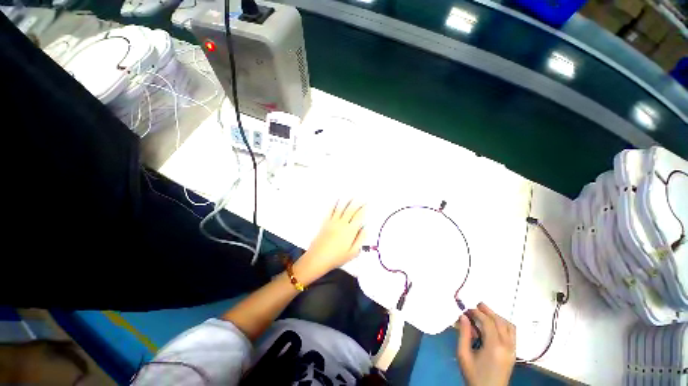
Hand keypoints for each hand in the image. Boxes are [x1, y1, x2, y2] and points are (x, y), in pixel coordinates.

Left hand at [297, 200, 365, 279]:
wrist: (317, 259)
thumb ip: (360, 239)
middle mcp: (342, 224)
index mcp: (350, 231)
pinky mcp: (325, 223)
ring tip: (351, 196)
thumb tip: (366, 228)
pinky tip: (337, 200)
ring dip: (347, 201)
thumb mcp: (352, 252)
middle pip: (351, 210)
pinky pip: (330, 211)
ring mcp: (332, 222)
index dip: (363, 209)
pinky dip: (334, 205)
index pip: (359, 217)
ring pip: (341, 208)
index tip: (367, 204)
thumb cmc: (336, 258)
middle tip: (361, 197)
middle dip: (357, 203)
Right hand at [457, 303, 515, 385]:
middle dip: (488, 311)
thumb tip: (463, 316)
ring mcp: (513, 350)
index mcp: (494, 346)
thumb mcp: (463, 355)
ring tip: (484, 313)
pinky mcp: (514, 353)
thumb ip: (463, 334)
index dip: (477, 312)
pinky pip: (512, 333)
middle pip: (500, 321)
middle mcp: (507, 346)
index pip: (488, 322)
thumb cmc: (474, 374)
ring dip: (497, 317)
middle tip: (476, 305)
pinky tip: (493, 325)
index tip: (467, 309)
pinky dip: (503, 324)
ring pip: (509, 326)